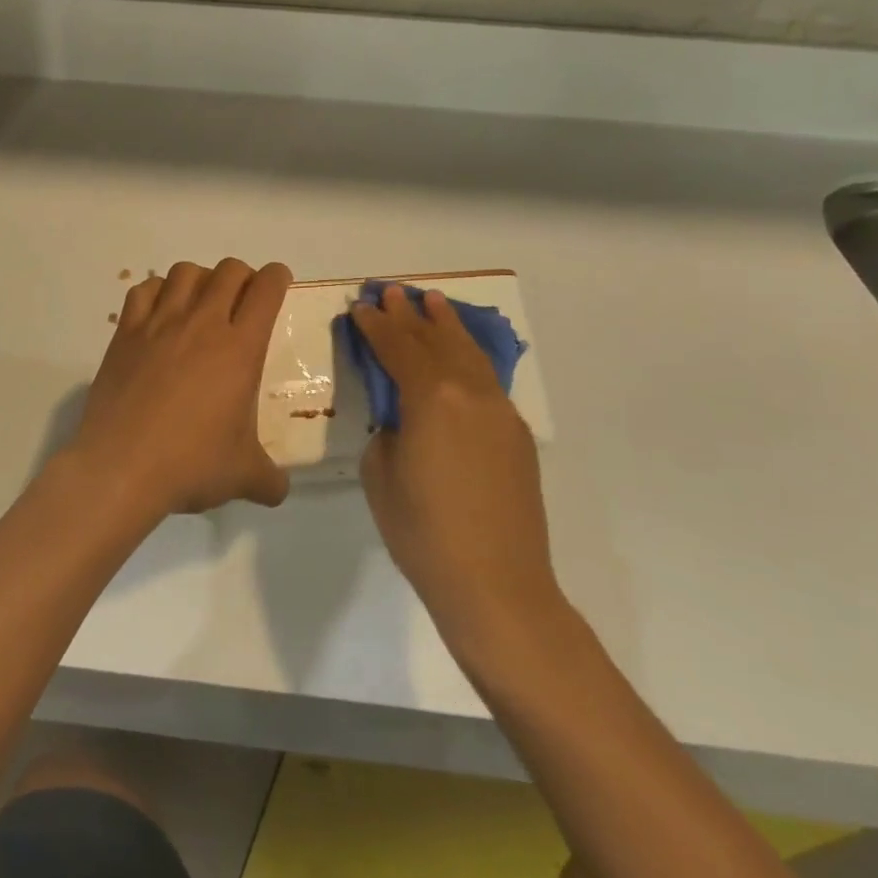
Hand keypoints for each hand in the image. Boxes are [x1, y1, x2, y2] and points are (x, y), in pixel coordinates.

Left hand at [69, 259, 292, 519]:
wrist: (121, 467)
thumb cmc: (190, 465)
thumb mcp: (243, 477)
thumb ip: (269, 479)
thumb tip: (279, 491)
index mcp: (240, 348)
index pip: (265, 289)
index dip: (277, 278)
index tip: (277, 282)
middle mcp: (202, 324)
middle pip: (228, 270)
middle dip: (242, 276)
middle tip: (241, 300)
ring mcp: (160, 323)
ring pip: (185, 272)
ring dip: (200, 278)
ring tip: (200, 303)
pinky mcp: (126, 333)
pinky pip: (143, 290)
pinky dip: (157, 291)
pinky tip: (160, 313)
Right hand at [351, 285, 561, 653]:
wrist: (497, 586)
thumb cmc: (423, 533)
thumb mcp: (381, 474)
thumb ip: (388, 429)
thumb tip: (401, 417)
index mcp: (431, 398)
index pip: (398, 348)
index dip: (376, 326)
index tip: (361, 306)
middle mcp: (469, 393)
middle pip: (435, 341)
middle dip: (411, 315)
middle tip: (393, 291)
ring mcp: (499, 412)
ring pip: (468, 354)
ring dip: (447, 326)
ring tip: (433, 301)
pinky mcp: (516, 434)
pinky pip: (487, 379)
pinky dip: (469, 355)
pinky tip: (461, 352)